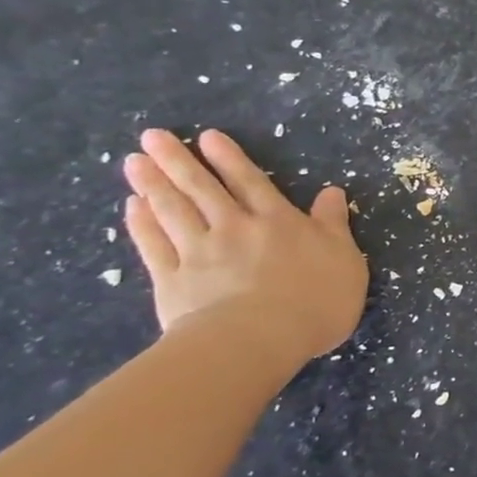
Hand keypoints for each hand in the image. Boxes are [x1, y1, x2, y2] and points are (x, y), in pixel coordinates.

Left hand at [122, 128, 367, 364]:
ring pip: (173, 212)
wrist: (260, 340)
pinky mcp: (174, 281)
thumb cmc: (315, 299)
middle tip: (153, 137)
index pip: (251, 183)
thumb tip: (332, 192)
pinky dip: (142, 225)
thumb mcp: (344, 259)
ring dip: (153, 185)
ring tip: (134, 162)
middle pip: (204, 190)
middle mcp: (236, 229)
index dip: (230, 159)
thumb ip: (333, 224)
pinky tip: (132, 208)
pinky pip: (154, 246)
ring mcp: (200, 253)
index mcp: (279, 222)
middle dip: (179, 161)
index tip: (208, 137)